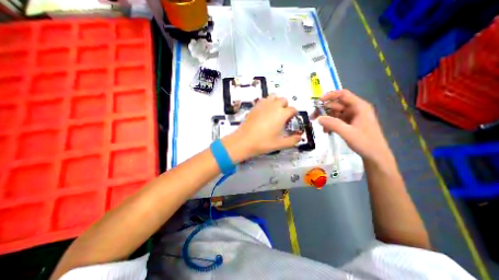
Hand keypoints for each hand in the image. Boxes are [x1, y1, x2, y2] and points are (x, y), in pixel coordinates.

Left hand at [222, 95, 299, 162]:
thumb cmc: (263, 143)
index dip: (294, 114)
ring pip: (274, 97)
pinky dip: (267, 102)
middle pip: (284, 100)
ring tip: (274, 112)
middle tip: (283, 116)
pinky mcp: (255, 106)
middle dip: (286, 106)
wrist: (244, 141)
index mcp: (281, 114)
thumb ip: (292, 141)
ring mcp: (263, 105)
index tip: (291, 120)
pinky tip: (265, 112)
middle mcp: (273, 106)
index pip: (292, 109)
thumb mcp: (280, 144)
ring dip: (277, 102)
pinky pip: (264, 99)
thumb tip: (299, 138)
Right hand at [315, 90, 393, 162]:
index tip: (318, 102)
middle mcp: (355, 109)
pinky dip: (330, 124)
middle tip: (313, 117)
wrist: (375, 155)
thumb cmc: (365, 142)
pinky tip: (326, 131)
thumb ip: (332, 124)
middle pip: (337, 104)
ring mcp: (353, 116)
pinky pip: (337, 120)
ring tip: (321, 128)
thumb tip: (318, 118)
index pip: (343, 95)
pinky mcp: (350, 123)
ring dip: (327, 119)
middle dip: (324, 110)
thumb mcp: (347, 133)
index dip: (329, 96)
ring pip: (335, 113)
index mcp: (359, 107)